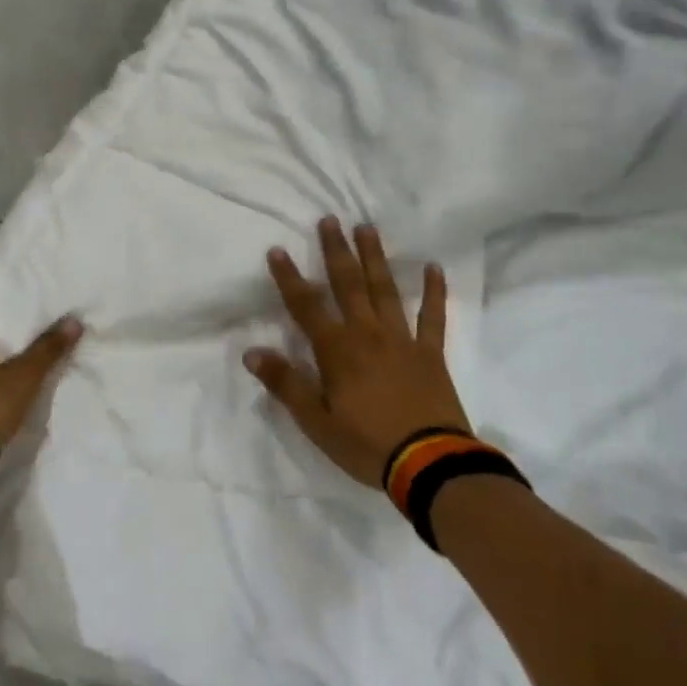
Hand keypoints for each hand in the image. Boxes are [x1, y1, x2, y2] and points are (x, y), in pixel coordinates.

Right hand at [244, 218, 468, 486]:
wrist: (429, 465)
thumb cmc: (366, 444)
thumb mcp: (316, 422)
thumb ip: (285, 383)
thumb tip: (251, 351)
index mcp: (337, 350)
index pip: (306, 306)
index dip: (290, 278)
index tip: (278, 250)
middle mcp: (367, 334)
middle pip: (348, 284)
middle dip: (336, 251)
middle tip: (330, 220)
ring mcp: (402, 340)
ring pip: (385, 290)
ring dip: (375, 258)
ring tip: (367, 228)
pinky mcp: (430, 353)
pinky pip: (433, 316)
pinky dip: (434, 291)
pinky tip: (435, 268)